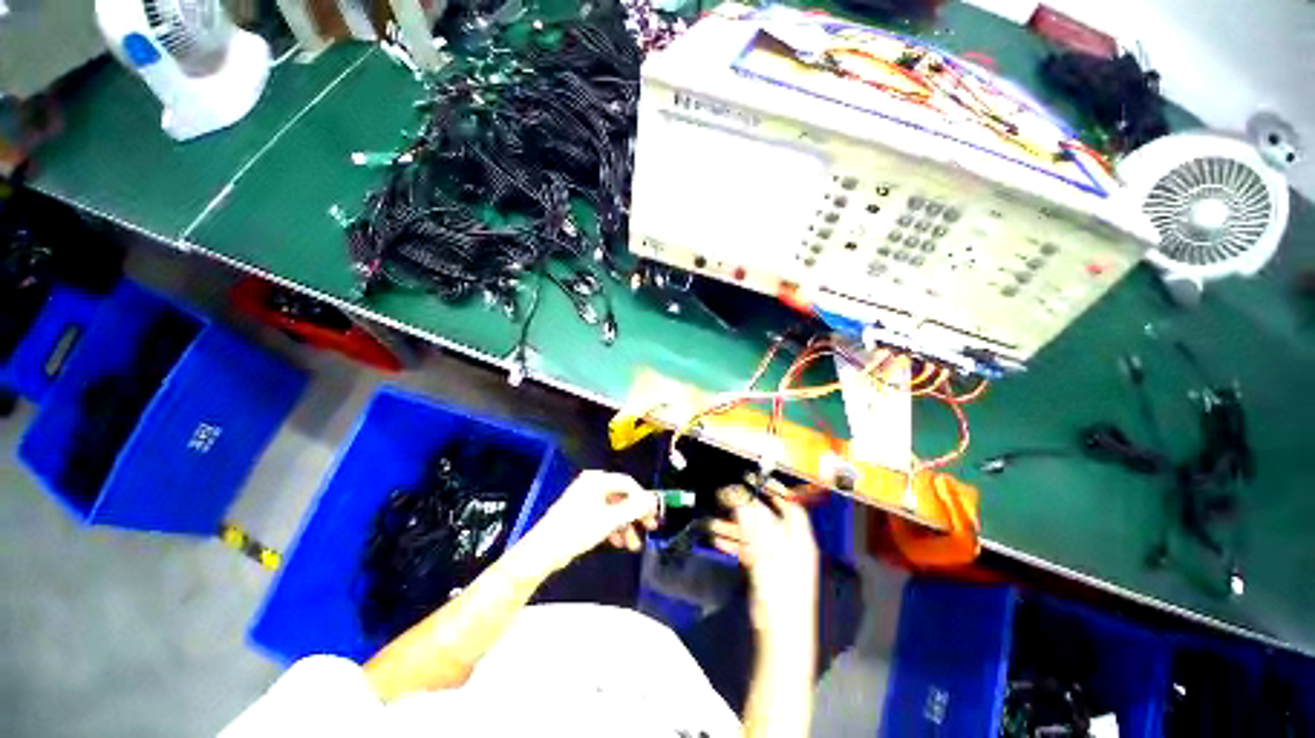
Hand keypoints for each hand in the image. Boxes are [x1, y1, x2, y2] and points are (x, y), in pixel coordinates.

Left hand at [526, 471, 659, 570]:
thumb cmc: (576, 529)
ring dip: (626, 526)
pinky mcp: (582, 513)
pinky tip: (619, 542)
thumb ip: (634, 509)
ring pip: (614, 509)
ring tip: (633, 544)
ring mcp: (586, 499)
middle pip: (622, 497)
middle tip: (649, 527)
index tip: (653, 514)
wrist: (544, 551)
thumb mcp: (610, 519)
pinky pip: (604, 516)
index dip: (643, 499)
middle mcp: (592, 485)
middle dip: (636, 515)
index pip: (628, 484)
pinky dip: (614, 528)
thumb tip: (652, 500)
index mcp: (598, 480)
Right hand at [708, 480, 818, 632]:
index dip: (773, 490)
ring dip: (733, 526)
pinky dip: (734, 543)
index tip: (752, 480)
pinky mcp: (765, 572)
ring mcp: (776, 559)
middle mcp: (789, 545)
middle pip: (767, 518)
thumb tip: (739, 497)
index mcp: (798, 538)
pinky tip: (717, 540)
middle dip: (744, 508)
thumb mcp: (766, 553)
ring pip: (753, 534)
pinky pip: (748, 550)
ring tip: (712, 521)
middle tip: (723, 498)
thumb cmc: (780, 591)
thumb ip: (752, 523)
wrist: (780, 637)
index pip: (789, 505)